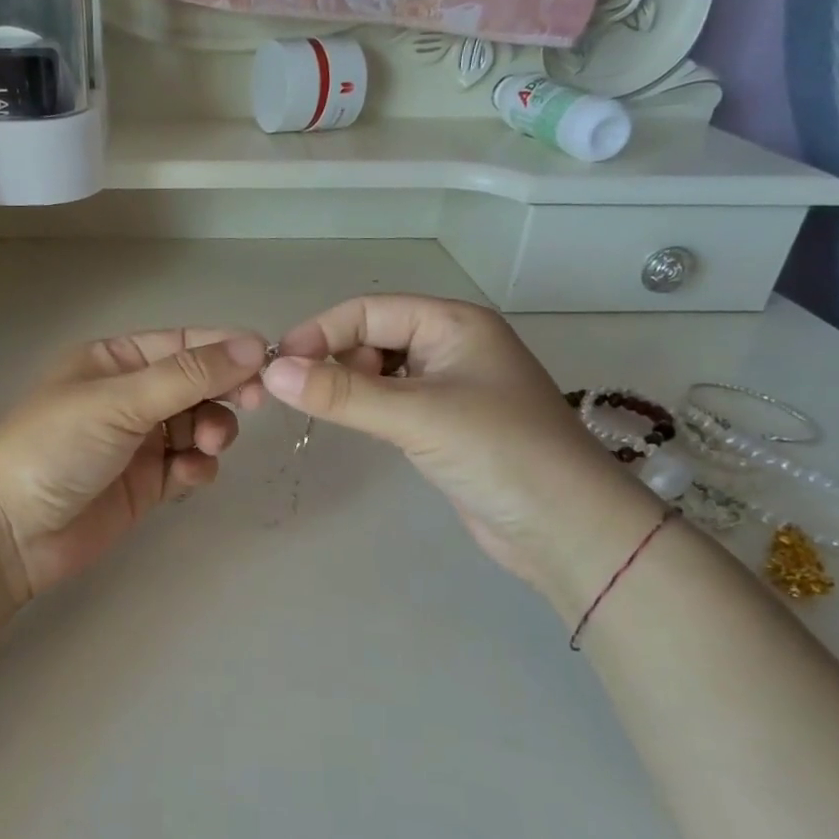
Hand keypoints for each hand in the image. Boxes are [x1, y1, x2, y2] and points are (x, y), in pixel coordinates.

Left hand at [0, 329, 268, 603]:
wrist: (9, 531)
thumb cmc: (55, 447)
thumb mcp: (119, 401)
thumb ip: (188, 375)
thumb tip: (251, 344)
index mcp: (114, 360)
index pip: (182, 344)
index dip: (225, 350)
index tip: (268, 362)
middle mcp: (129, 396)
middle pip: (196, 384)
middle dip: (224, 392)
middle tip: (252, 404)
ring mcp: (138, 441)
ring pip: (198, 425)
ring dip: (213, 431)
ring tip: (208, 446)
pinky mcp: (146, 484)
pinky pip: (187, 465)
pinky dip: (196, 467)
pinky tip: (186, 476)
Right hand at [261, 296, 660, 611]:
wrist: (567, 528)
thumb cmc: (500, 453)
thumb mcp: (417, 416)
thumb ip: (343, 393)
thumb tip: (271, 372)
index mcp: (453, 323)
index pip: (369, 310)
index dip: (320, 332)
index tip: (277, 365)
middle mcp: (451, 345)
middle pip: (372, 335)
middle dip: (332, 357)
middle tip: (297, 394)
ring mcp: (449, 385)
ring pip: (379, 369)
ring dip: (346, 383)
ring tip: (318, 408)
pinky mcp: (445, 423)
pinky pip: (391, 400)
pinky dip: (365, 406)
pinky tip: (349, 422)